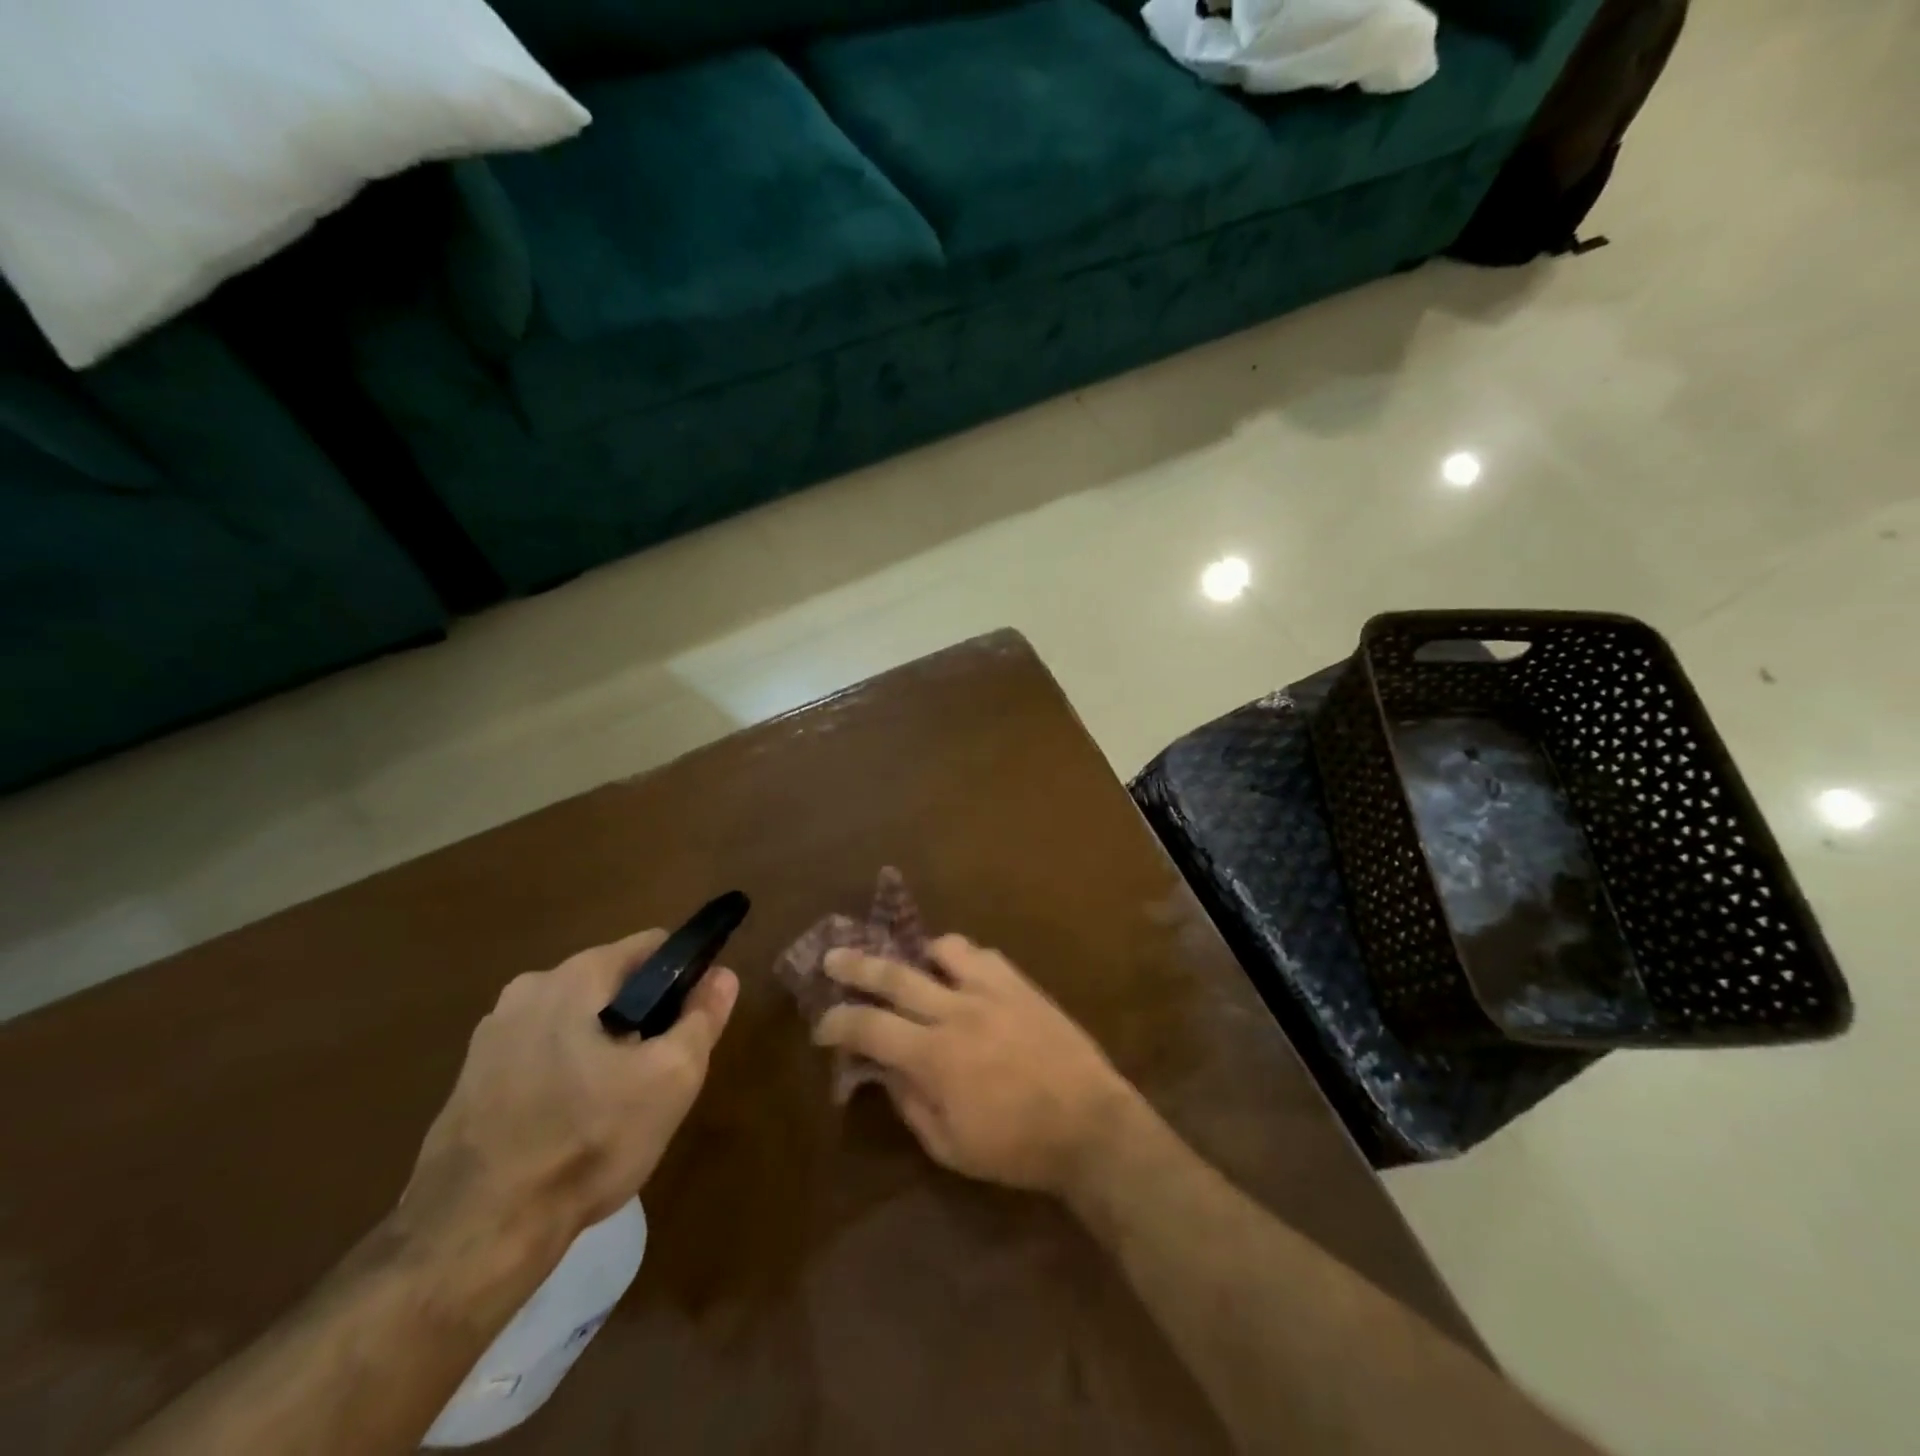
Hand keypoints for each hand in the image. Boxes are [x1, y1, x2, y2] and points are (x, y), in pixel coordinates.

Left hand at [403, 930, 738, 1252]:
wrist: (474, 1236)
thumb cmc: (587, 1142)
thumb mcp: (670, 1078)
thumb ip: (702, 1018)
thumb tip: (722, 976)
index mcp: (575, 976)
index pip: (652, 946)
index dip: (684, 977)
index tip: (691, 1023)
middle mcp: (527, 989)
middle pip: (612, 985)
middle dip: (642, 1018)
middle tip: (655, 1075)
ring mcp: (491, 1035)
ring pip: (576, 1022)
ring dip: (603, 1047)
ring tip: (614, 1106)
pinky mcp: (469, 1079)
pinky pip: (540, 1055)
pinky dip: (564, 1074)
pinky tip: (569, 1126)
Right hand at [813, 934, 1141, 1197]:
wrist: (1089, 1125)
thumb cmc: (1016, 1148)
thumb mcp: (950, 1147)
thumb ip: (910, 1104)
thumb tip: (884, 1070)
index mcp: (934, 1056)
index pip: (869, 1028)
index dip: (838, 1023)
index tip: (822, 1024)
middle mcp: (956, 1011)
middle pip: (894, 975)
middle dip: (856, 965)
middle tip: (832, 957)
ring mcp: (990, 991)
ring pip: (941, 949)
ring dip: (918, 954)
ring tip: (911, 962)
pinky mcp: (1019, 984)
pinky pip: (982, 955)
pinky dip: (961, 958)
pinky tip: (960, 972)